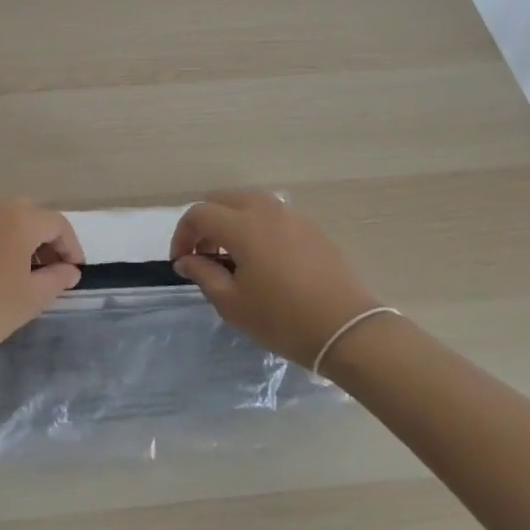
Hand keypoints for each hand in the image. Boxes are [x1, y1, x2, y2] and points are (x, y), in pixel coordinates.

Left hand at [0, 197, 83, 370]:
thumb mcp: (30, 299)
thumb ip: (56, 279)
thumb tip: (70, 270)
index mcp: (18, 219)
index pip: (57, 223)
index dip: (71, 246)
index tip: (74, 272)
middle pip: (30, 215)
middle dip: (46, 240)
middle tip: (51, 270)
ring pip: (4, 219)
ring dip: (21, 239)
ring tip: (23, 274)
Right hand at [170, 192, 382, 369]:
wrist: (348, 330)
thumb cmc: (284, 319)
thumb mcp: (234, 304)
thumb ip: (204, 275)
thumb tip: (186, 260)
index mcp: (242, 225)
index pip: (198, 214)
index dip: (182, 235)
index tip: (181, 262)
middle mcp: (266, 209)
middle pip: (222, 200)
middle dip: (205, 224)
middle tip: (204, 256)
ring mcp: (292, 215)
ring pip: (248, 203)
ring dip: (231, 222)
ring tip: (233, 258)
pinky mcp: (311, 227)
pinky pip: (272, 215)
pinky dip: (256, 227)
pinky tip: (263, 260)